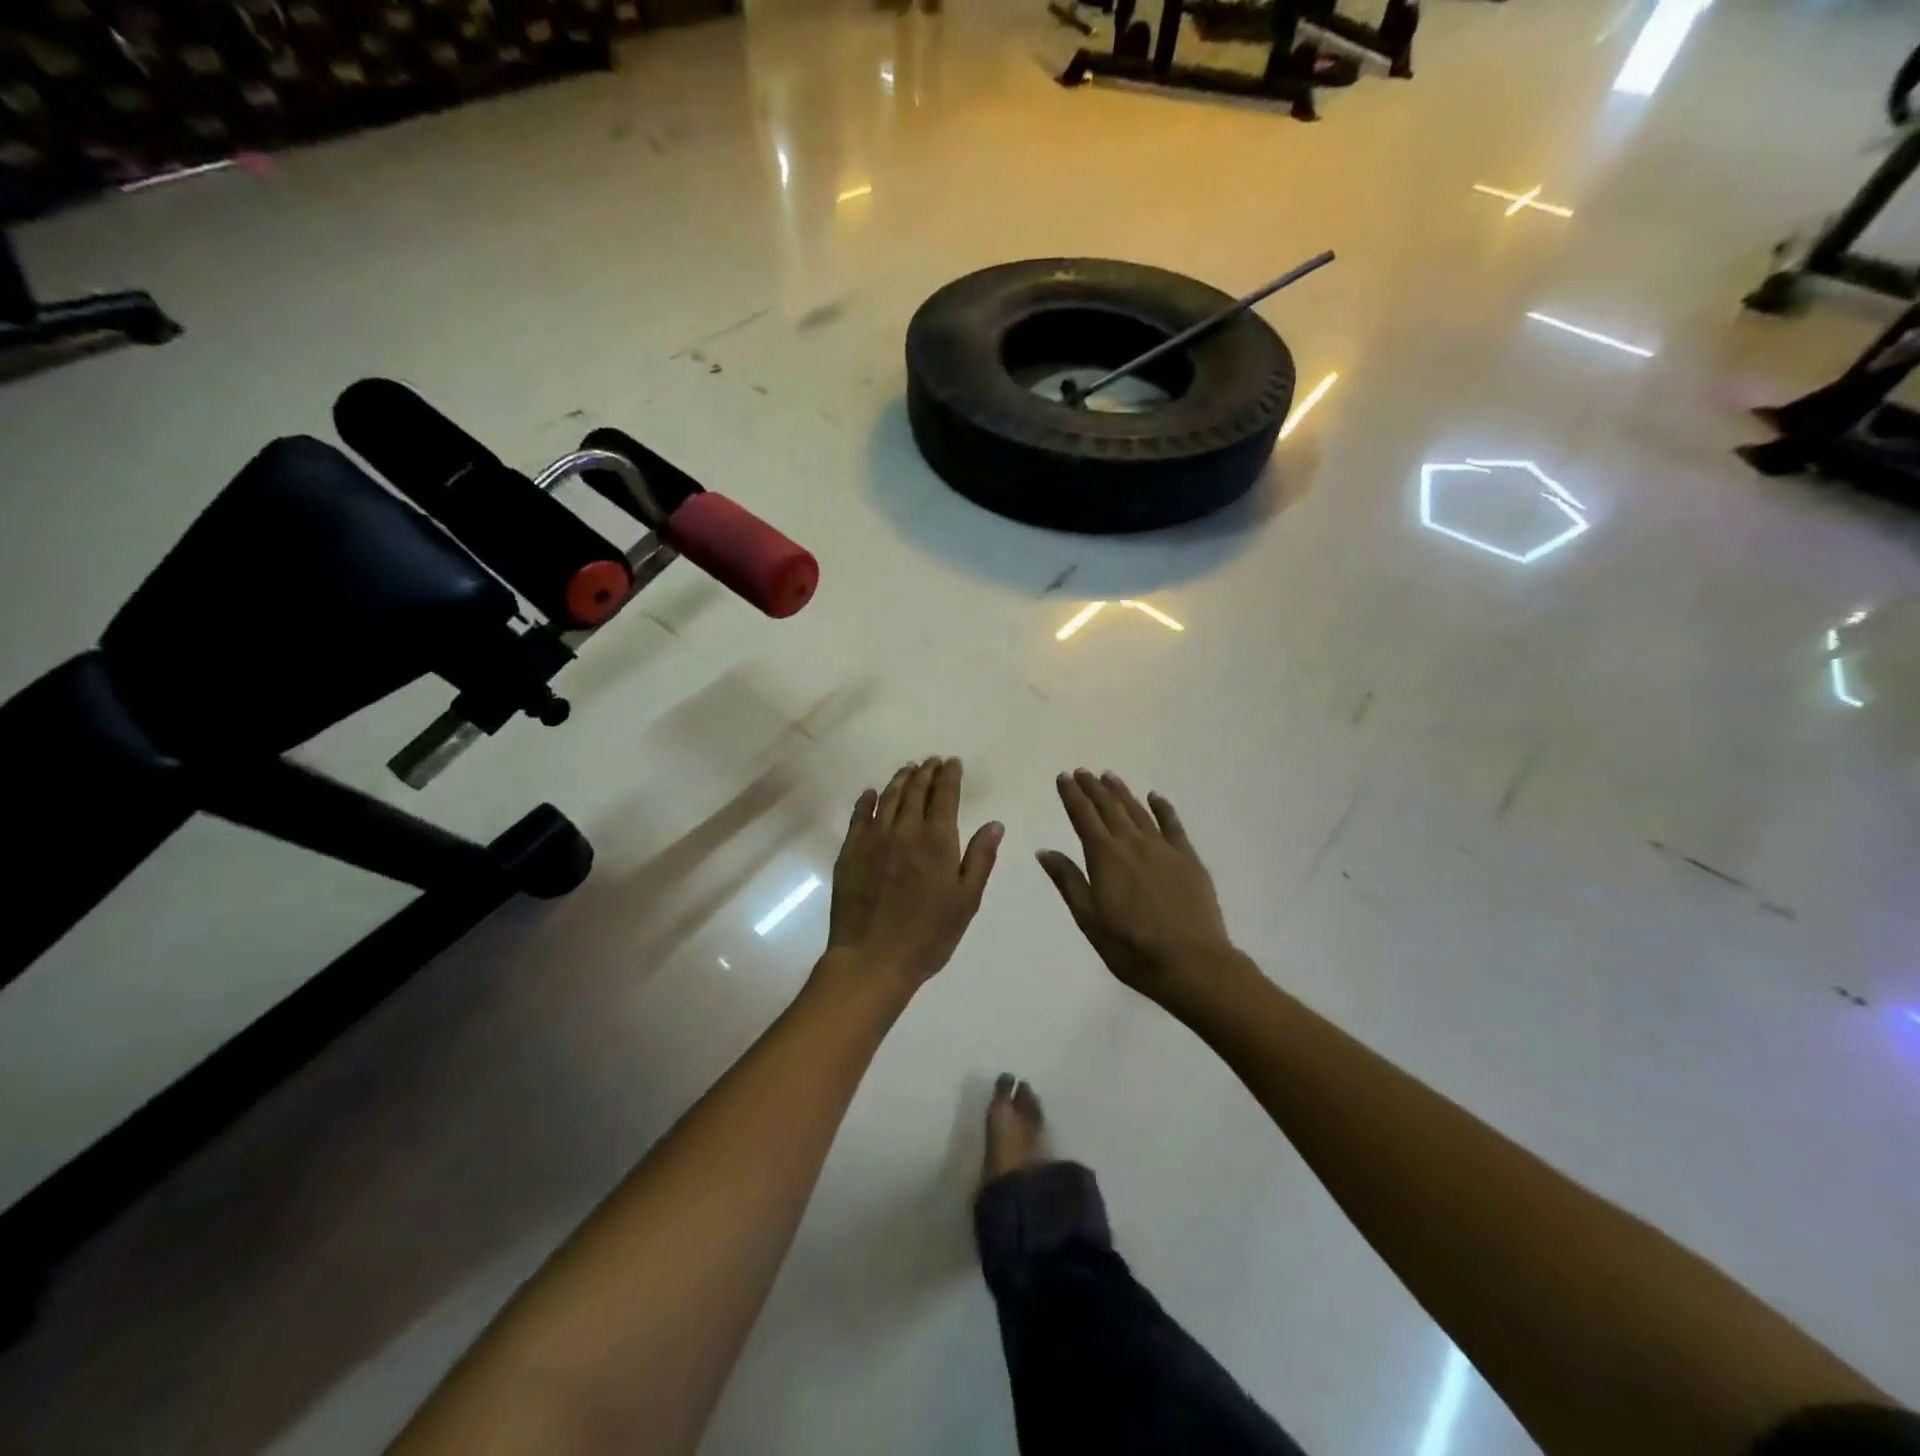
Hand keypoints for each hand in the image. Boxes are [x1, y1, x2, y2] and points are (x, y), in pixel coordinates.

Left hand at [825, 757, 1002, 990]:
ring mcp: (873, 839)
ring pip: (888, 798)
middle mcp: (905, 831)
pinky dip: (867, 800)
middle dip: (926, 772)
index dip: (949, 776)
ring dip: (900, 780)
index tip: (952, 762)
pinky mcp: (850, 852)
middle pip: (916, 791)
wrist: (872, 958)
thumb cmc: (928, 936)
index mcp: (937, 841)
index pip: (945, 796)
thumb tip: (994, 824)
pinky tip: (871, 793)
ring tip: (908, 769)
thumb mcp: (966, 901)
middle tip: (931, 761)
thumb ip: (980, 859)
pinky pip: (859, 817)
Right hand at [1037, 770, 1235, 1001]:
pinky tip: (1156, 797)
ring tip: (1109, 776)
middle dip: (1093, 788)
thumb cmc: (1131, 947)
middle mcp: (1132, 843)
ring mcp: (1163, 848)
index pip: (1083, 817)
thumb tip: (1045, 850)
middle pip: (1109, 808)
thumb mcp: (1089, 918)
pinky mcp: (1188, 859)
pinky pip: (1173, 825)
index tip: (1063, 777)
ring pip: (1138, 811)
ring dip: (1122, 792)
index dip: (1072, 795)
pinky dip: (1162, 808)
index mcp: (1105, 857)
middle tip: (1082, 772)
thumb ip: (1068, 881)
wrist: (1191, 962)